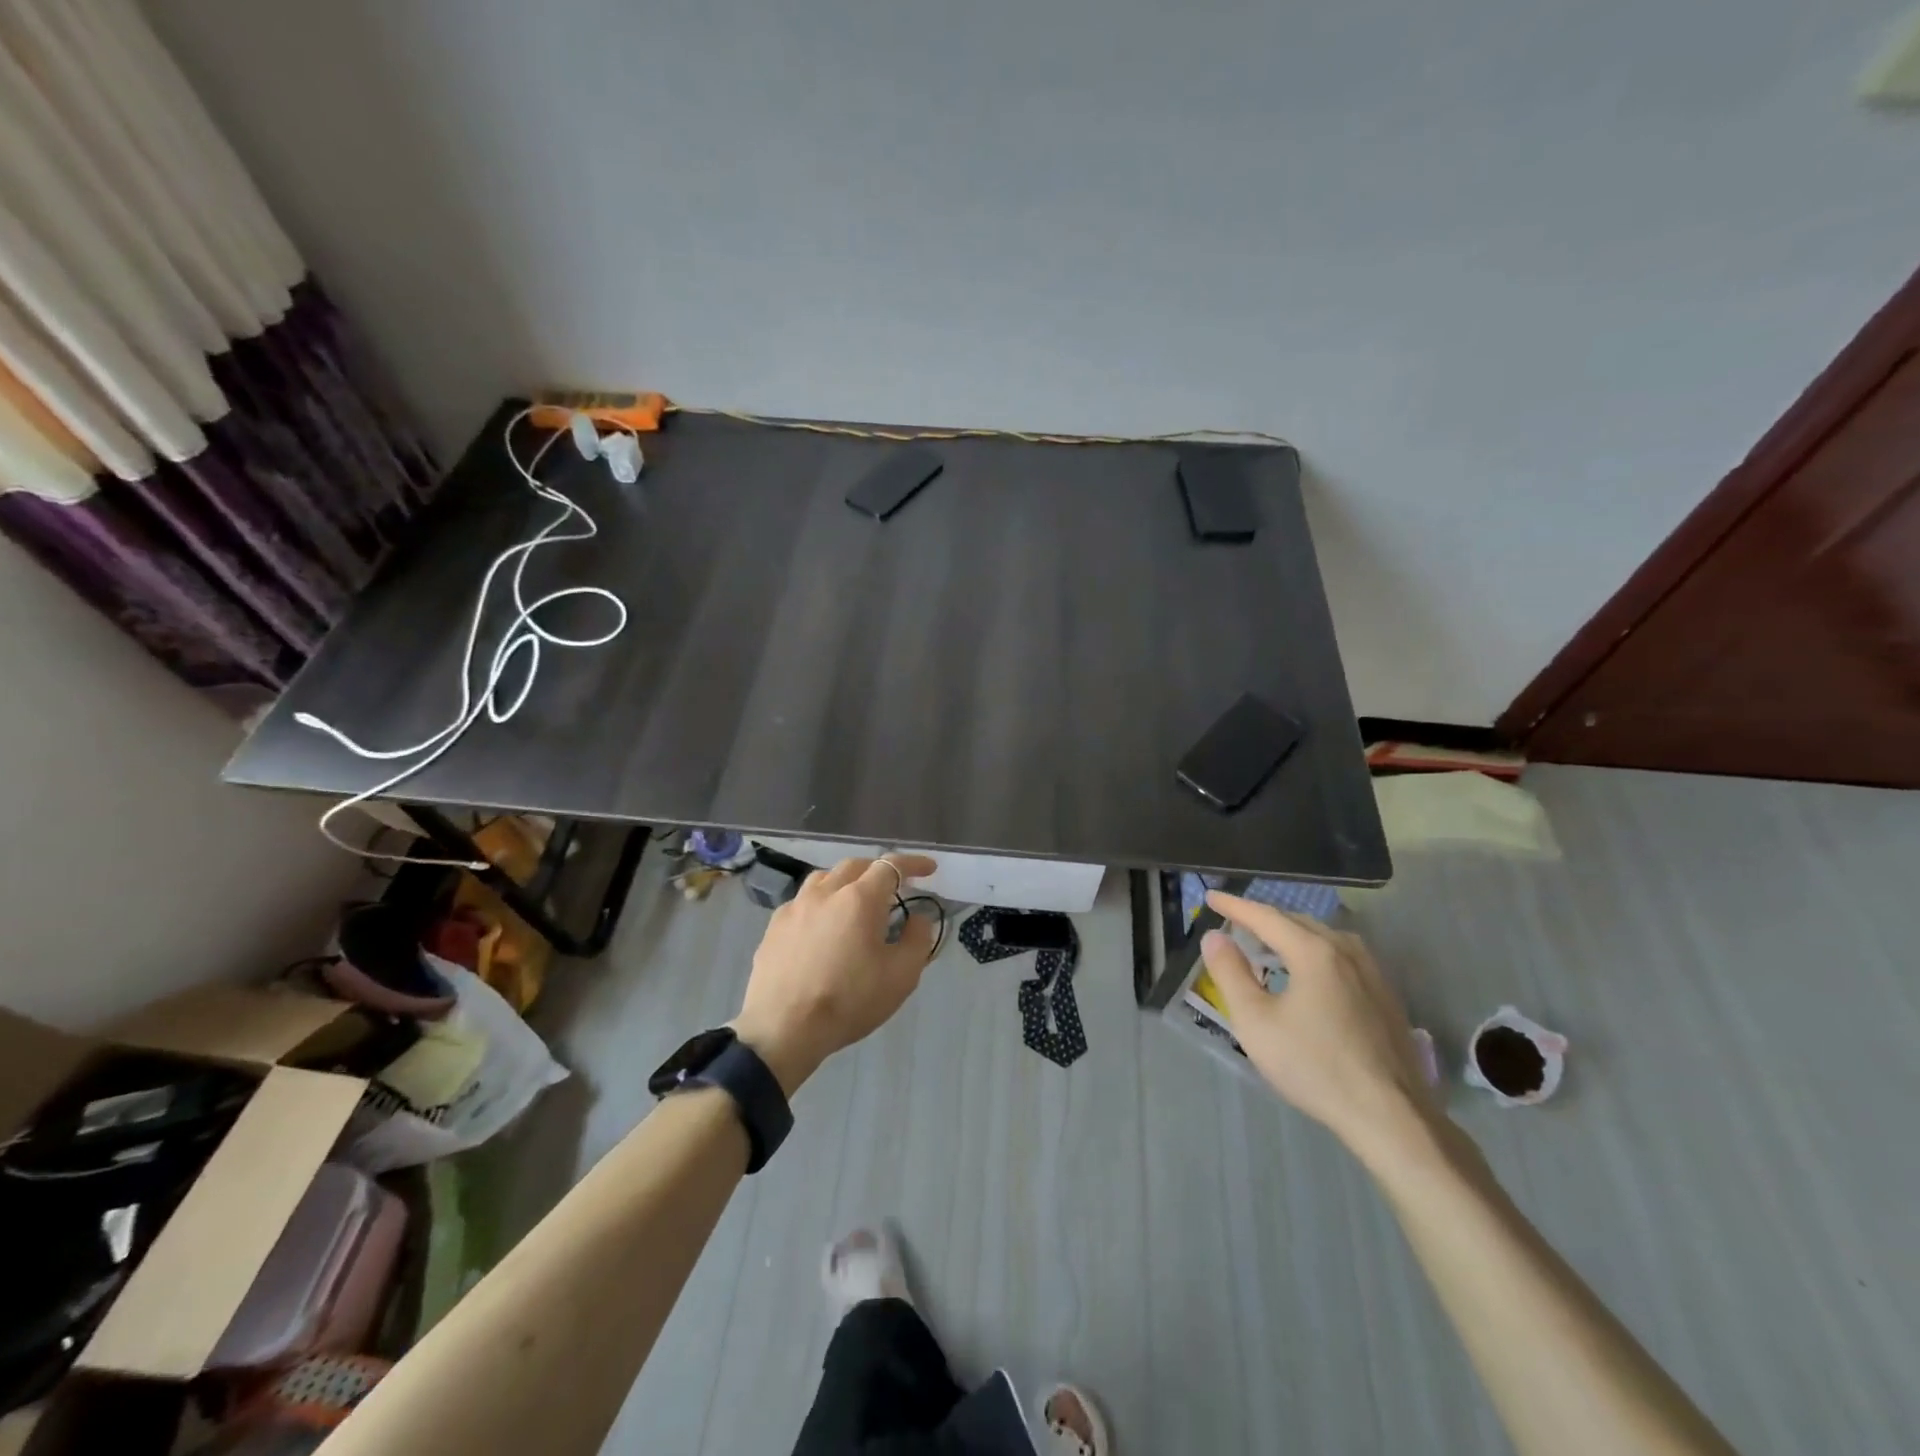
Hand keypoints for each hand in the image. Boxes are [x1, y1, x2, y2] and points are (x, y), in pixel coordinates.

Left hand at [733, 855, 938, 1095]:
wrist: (782, 1029)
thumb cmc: (848, 1000)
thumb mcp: (901, 976)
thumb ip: (918, 939)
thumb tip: (918, 917)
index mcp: (860, 899)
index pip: (891, 866)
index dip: (913, 864)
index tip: (929, 869)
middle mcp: (826, 892)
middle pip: (855, 866)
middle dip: (878, 870)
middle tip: (893, 888)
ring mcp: (795, 907)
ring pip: (824, 878)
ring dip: (846, 882)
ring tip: (855, 902)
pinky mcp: (774, 926)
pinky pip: (803, 901)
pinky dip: (820, 903)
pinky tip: (821, 926)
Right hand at [1200, 891, 1436, 1159]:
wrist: (1390, 1116)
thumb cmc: (1314, 1066)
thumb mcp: (1256, 1022)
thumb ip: (1230, 974)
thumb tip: (1214, 937)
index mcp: (1314, 951)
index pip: (1265, 916)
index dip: (1235, 906)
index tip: (1211, 897)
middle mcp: (1346, 951)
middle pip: (1297, 922)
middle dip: (1264, 918)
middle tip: (1236, 921)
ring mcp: (1372, 973)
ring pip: (1324, 938)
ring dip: (1291, 934)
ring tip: (1269, 944)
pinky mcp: (1386, 997)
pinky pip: (1342, 957)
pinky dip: (1314, 952)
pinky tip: (1309, 974)